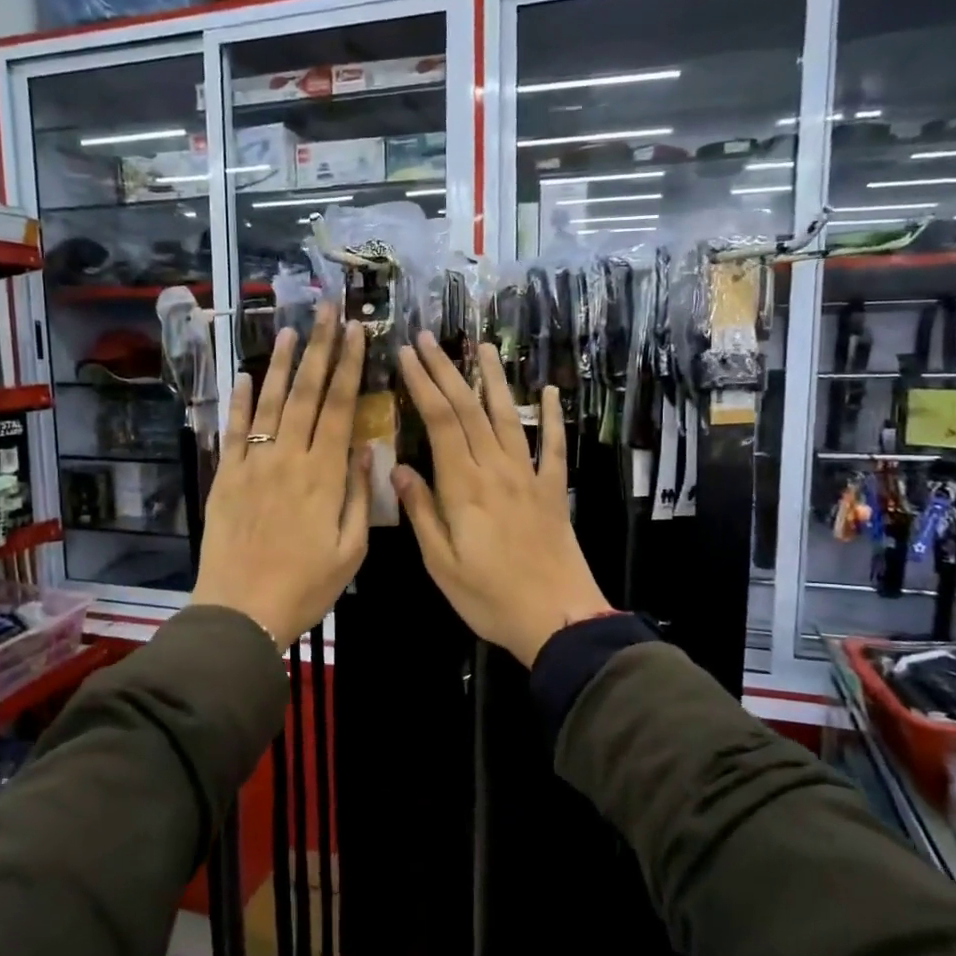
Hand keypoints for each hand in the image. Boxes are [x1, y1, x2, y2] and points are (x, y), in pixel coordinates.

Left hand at [192, 304, 370, 649]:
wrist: (241, 611)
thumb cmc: (305, 587)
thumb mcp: (350, 551)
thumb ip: (360, 497)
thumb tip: (367, 450)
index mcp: (324, 476)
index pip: (341, 407)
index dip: (350, 366)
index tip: (357, 332)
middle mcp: (289, 458)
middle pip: (308, 393)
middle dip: (321, 348)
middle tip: (328, 309)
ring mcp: (253, 464)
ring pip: (271, 403)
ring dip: (283, 364)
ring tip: (293, 329)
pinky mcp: (226, 476)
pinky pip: (235, 431)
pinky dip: (241, 401)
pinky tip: (248, 376)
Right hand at [392, 335, 611, 666]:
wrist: (557, 617)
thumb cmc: (489, 597)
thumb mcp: (441, 563)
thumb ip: (420, 512)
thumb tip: (397, 469)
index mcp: (463, 486)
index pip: (439, 420)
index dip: (422, 383)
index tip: (407, 354)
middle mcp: (496, 469)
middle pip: (469, 408)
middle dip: (446, 370)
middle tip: (429, 338)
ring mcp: (529, 476)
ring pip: (507, 417)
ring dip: (493, 379)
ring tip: (481, 347)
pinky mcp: (553, 490)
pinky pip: (552, 446)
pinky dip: (550, 417)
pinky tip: (549, 393)